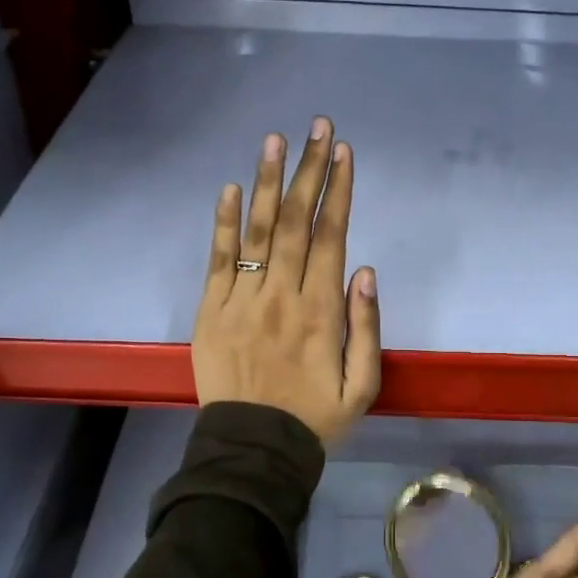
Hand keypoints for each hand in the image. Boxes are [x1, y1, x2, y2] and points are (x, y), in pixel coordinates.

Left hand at [192, 117, 380, 446]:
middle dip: (310, 170)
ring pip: (258, 231)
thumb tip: (366, 271)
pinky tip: (231, 189)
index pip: (331, 237)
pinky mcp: (211, 311)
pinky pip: (219, 260)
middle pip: (297, 223)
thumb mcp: (363, 387)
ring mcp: (242, 301)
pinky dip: (224, 223)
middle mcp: (282, 295)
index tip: (344, 153)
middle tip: (318, 127)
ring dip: (268, 182)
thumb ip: (366, 328)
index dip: (338, 191)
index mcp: (321, 312)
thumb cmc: (315, 420)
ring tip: (275, 140)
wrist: (253, 450)